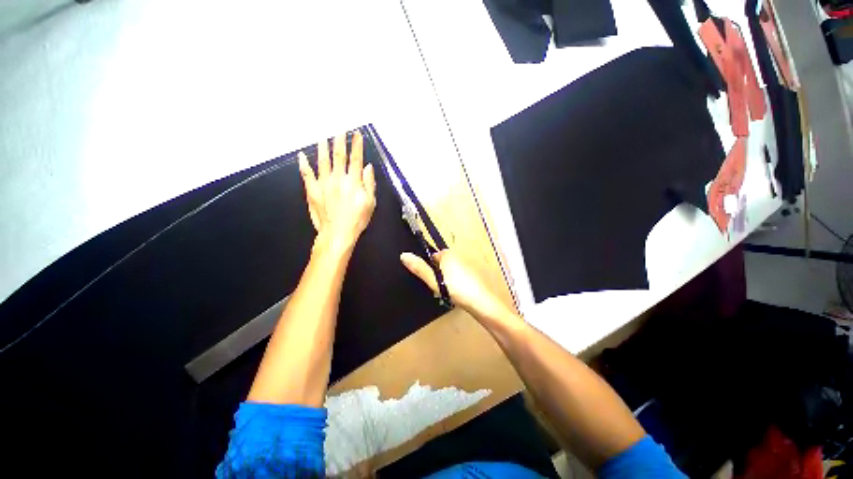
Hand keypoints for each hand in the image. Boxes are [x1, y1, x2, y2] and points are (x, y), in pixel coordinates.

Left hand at [298, 131, 376, 251]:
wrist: (338, 233)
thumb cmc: (357, 220)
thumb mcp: (370, 203)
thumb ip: (369, 184)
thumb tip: (367, 167)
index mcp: (353, 182)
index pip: (355, 159)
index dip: (357, 145)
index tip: (357, 134)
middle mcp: (338, 179)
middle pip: (338, 156)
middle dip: (340, 141)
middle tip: (339, 130)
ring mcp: (323, 184)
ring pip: (322, 161)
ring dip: (322, 147)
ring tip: (323, 137)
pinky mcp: (312, 191)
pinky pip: (306, 174)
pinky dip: (303, 164)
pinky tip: (301, 156)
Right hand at [400, 250, 514, 321]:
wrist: (480, 302)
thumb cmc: (455, 289)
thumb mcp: (434, 280)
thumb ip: (419, 268)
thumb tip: (403, 255)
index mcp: (447, 254)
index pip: (431, 256)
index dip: (428, 267)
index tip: (428, 279)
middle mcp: (457, 256)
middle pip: (440, 264)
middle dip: (436, 274)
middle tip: (436, 288)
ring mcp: (465, 265)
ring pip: (448, 271)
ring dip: (444, 280)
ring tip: (445, 293)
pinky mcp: (470, 275)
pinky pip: (456, 276)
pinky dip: (453, 283)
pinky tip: (454, 294)